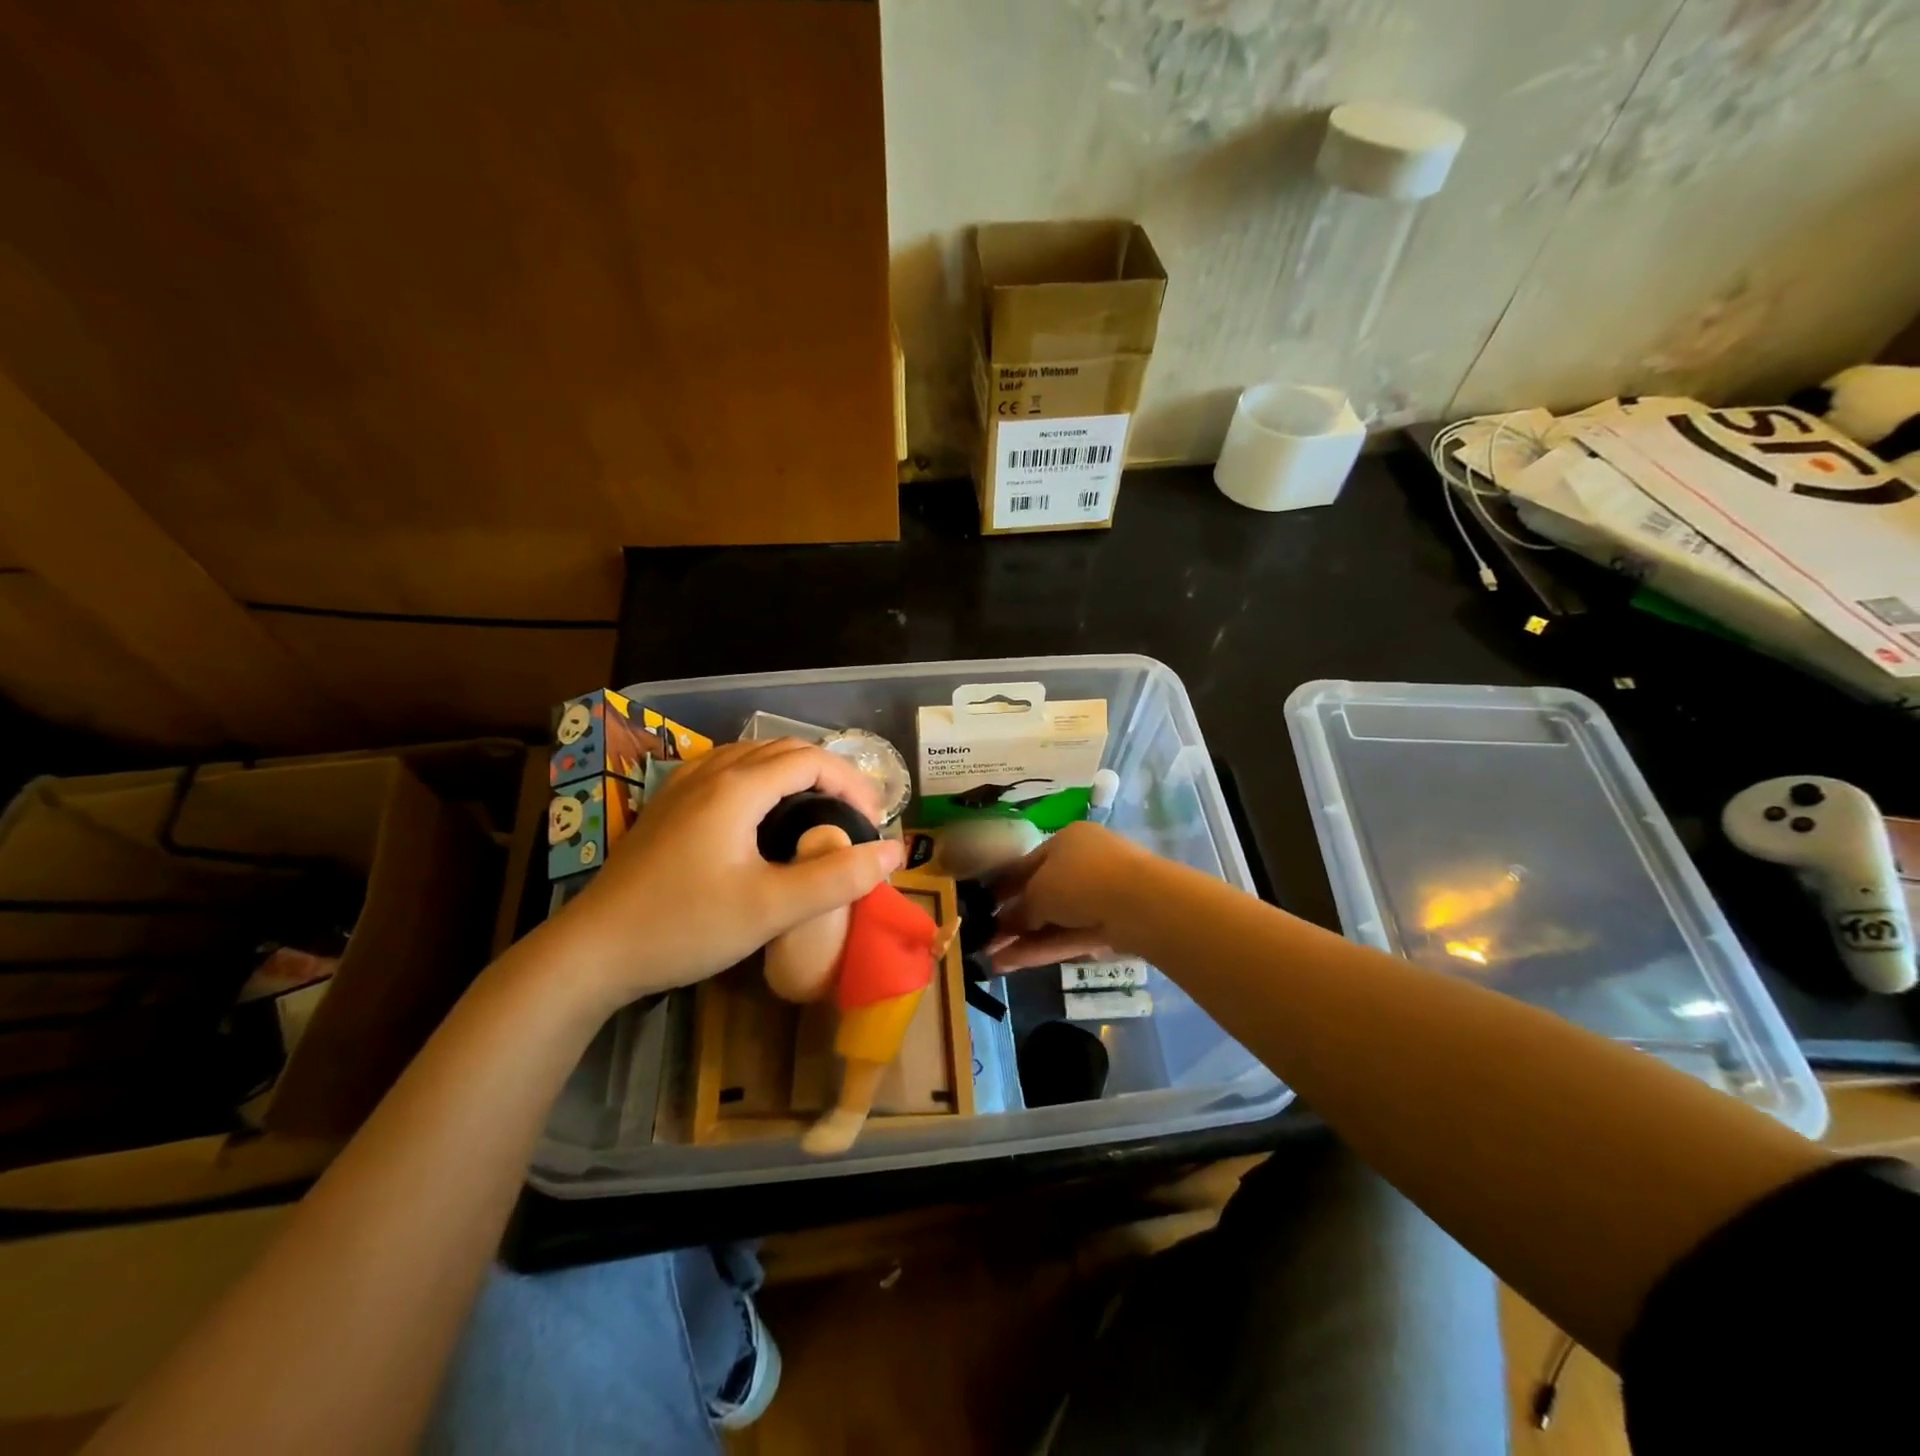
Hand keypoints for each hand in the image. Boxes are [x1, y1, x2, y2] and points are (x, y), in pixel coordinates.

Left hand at [555, 740, 903, 1007]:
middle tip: (855, 817)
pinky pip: (727, 772)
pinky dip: (762, 781)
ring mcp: (682, 787)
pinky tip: (762, 816)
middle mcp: (709, 772)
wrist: (593, 952)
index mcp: (736, 787)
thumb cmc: (685, 926)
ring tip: (818, 811)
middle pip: (783, 750)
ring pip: (752, 757)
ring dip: (794, 774)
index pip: (811, 759)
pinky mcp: (667, 807)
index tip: (875, 822)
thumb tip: (895, 852)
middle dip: (829, 775)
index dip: (852, 782)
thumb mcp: (771, 909)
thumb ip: (837, 878)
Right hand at [988, 822, 1156, 972]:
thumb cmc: (1081, 880)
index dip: (1001, 886)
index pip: (1027, 864)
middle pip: (1040, 894)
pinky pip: (1069, 936)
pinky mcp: (1110, 927)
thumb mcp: (1039, 891)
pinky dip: (1042, 949)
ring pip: (1054, 920)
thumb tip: (1003, 925)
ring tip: (990, 959)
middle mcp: (1083, 864)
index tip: (980, 906)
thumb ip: (1019, 910)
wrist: (1142, 904)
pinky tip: (1011, 965)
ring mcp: (1100, 897)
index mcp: (1066, 841)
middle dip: (1011, 919)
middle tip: (983, 939)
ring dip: (1023, 940)